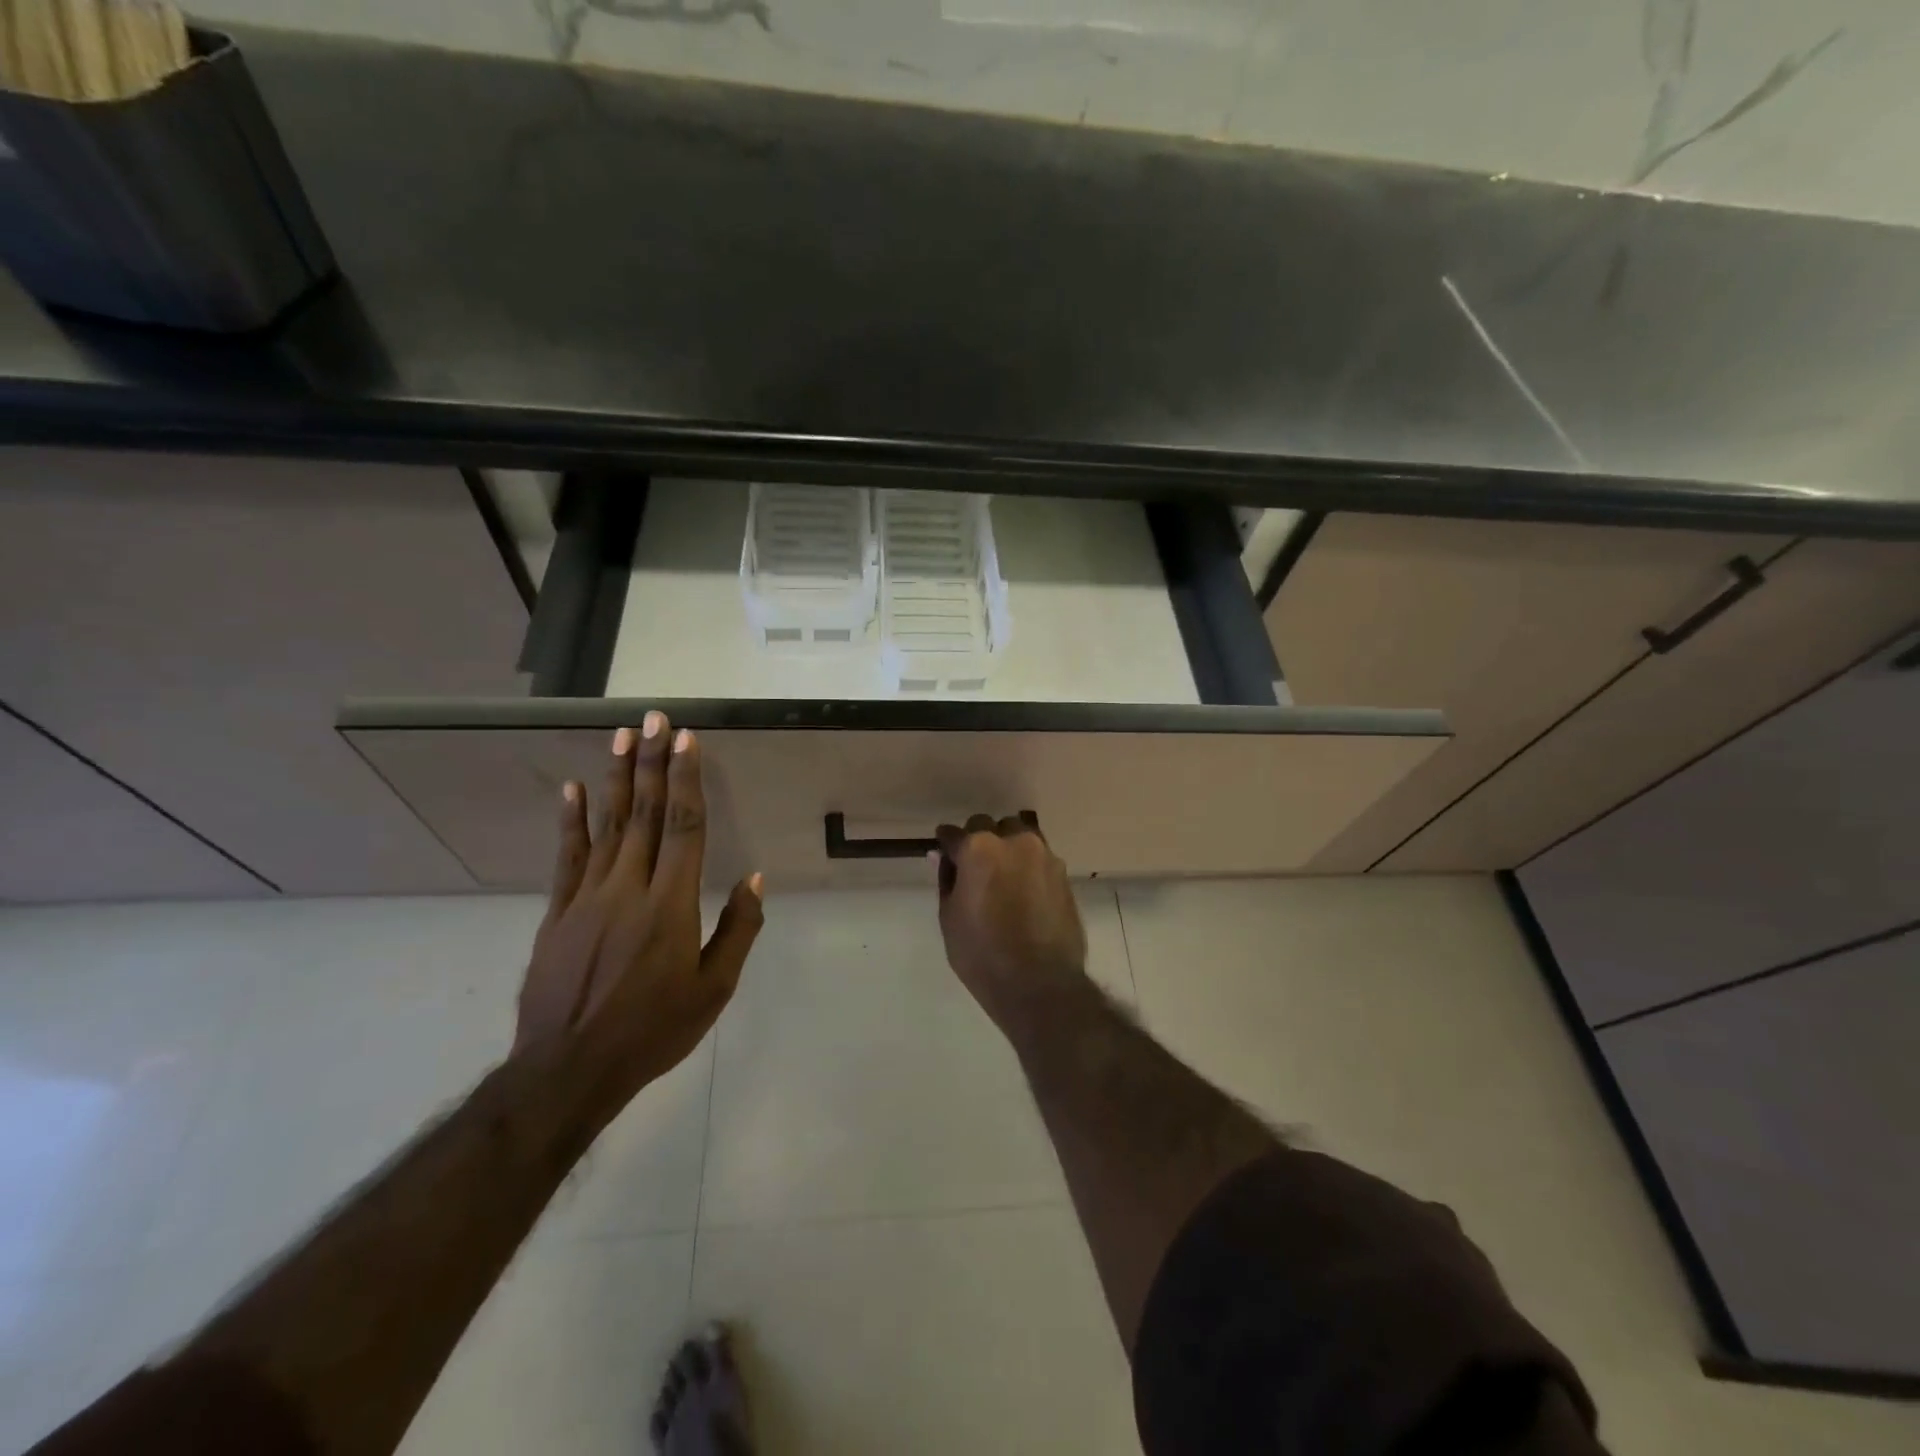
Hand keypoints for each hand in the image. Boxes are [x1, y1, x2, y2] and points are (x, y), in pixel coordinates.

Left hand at [515, 713, 763, 1121]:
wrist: (568, 1070)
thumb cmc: (653, 1030)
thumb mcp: (714, 989)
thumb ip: (737, 930)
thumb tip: (754, 880)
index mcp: (670, 904)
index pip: (682, 827)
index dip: (686, 780)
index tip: (688, 741)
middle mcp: (628, 888)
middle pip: (643, 814)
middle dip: (652, 762)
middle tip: (656, 718)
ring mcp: (587, 898)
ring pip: (606, 826)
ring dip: (616, 777)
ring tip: (622, 735)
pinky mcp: (558, 913)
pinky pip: (567, 858)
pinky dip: (572, 822)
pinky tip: (574, 790)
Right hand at [935, 814, 1087, 1034]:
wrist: (1040, 983)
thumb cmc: (982, 954)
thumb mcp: (949, 918)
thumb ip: (947, 880)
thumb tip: (943, 858)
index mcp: (978, 848)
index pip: (954, 834)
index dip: (946, 844)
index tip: (944, 853)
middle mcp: (1013, 841)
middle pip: (989, 826)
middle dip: (978, 840)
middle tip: (973, 869)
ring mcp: (1043, 855)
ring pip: (1019, 836)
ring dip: (1007, 848)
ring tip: (1002, 877)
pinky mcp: (1063, 874)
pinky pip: (1039, 858)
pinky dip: (1027, 866)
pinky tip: (1023, 892)